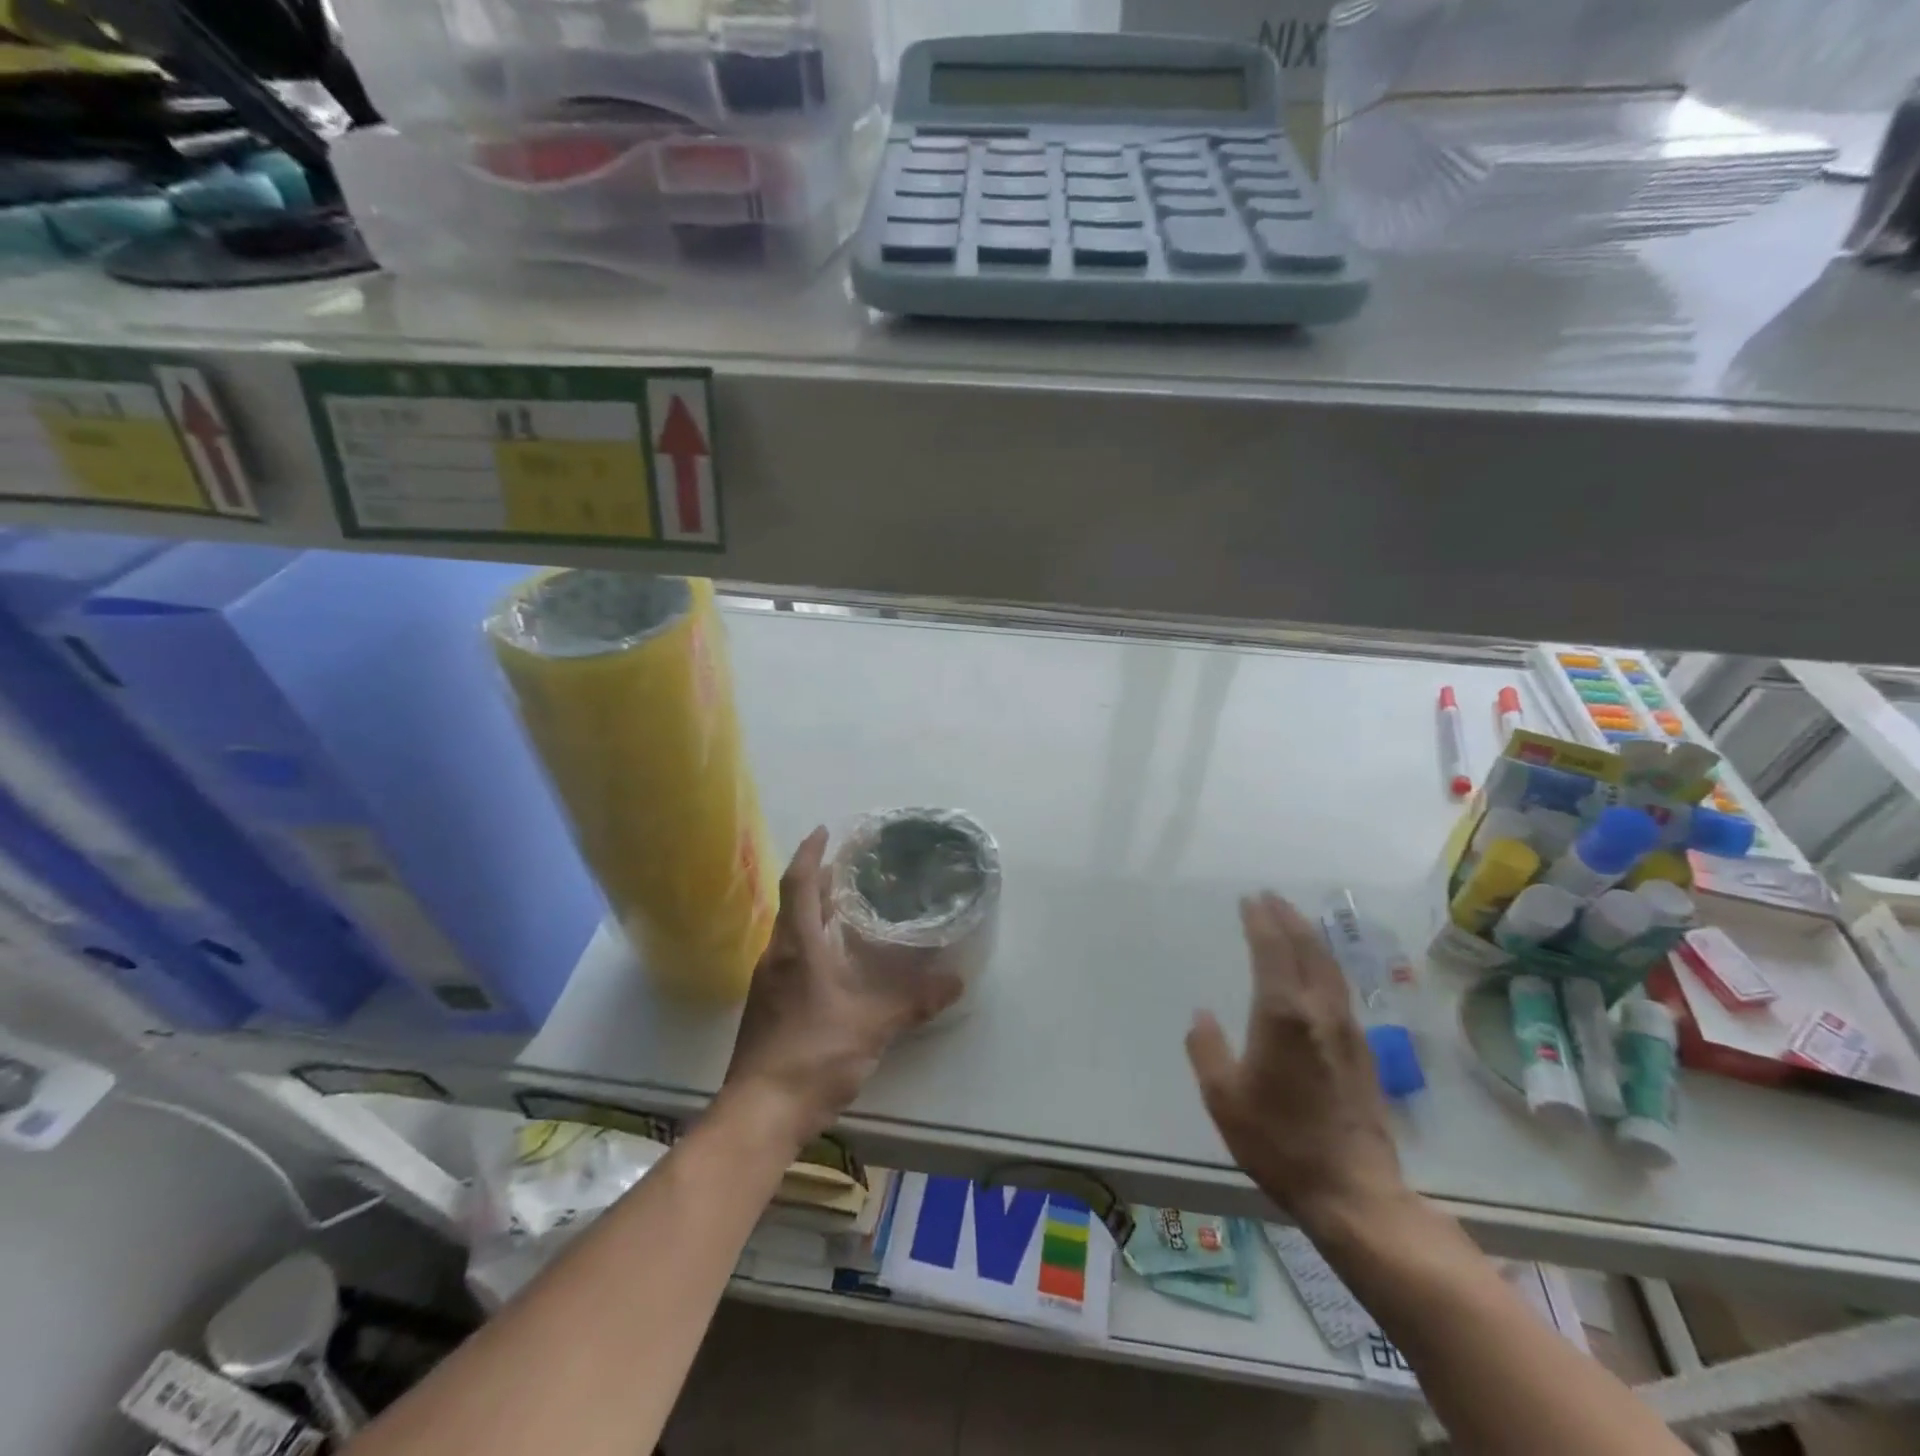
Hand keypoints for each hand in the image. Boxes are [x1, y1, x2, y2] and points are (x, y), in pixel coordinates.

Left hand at [721, 827, 963, 1146]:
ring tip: (847, 907)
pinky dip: (812, 944)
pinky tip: (836, 963)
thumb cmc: (813, 1054)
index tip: (826, 831)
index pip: (799, 884)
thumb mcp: (872, 1024)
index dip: (811, 854)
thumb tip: (956, 980)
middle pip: (794, 905)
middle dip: (818, 881)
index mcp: (797, 947)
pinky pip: (790, 959)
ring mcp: (768, 984)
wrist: (759, 1114)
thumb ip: (914, 1000)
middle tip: (850, 867)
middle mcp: (777, 957)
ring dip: (815, 913)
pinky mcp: (768, 1009)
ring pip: (791, 934)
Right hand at [1186, 893, 1409, 1233]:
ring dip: (1310, 937)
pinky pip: (1340, 988)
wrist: (1354, 1191)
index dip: (1260, 921)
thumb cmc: (1279, 1142)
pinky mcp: (1363, 1051)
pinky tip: (1319, 970)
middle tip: (1270, 897)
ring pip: (1330, 967)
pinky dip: (1325, 964)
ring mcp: (1347, 1030)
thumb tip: (1202, 1014)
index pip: (1273, 950)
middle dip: (1288, 918)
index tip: (1249, 899)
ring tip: (1294, 921)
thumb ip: (1207, 1050)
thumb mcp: (1224, 1098)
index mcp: (1283, 1015)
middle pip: (1308, 949)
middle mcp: (1319, 1012)